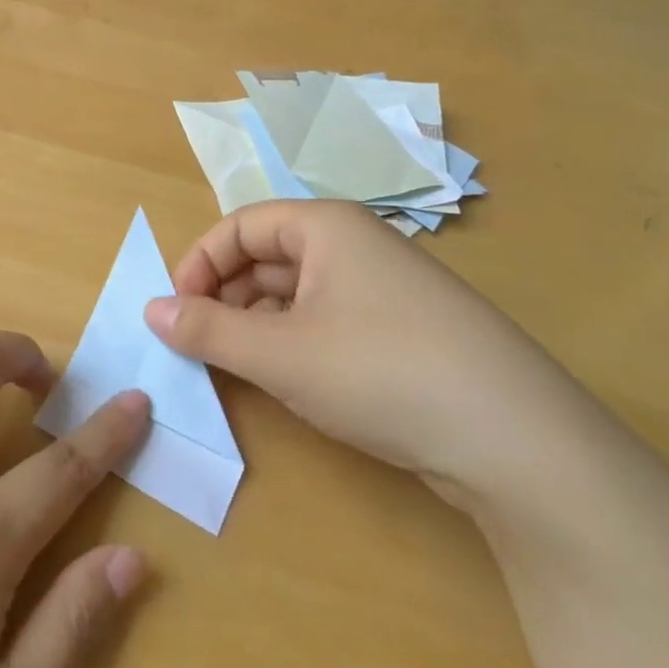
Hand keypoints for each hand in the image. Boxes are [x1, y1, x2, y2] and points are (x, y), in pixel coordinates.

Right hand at [144, 201, 592, 504]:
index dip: (199, 264)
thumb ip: (207, 329)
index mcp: (326, 226)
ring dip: (256, 323)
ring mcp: (384, 289)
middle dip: (224, 296)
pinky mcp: (403, 332)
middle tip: (198, 345)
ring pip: (296, 292)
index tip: (174, 312)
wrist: (517, 441)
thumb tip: (150, 310)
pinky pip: (327, 320)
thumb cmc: (380, 372)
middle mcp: (355, 245)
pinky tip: (288, 381)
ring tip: (236, 367)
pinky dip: (293, 343)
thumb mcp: (280, 352)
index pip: (240, 226)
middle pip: (267, 255)